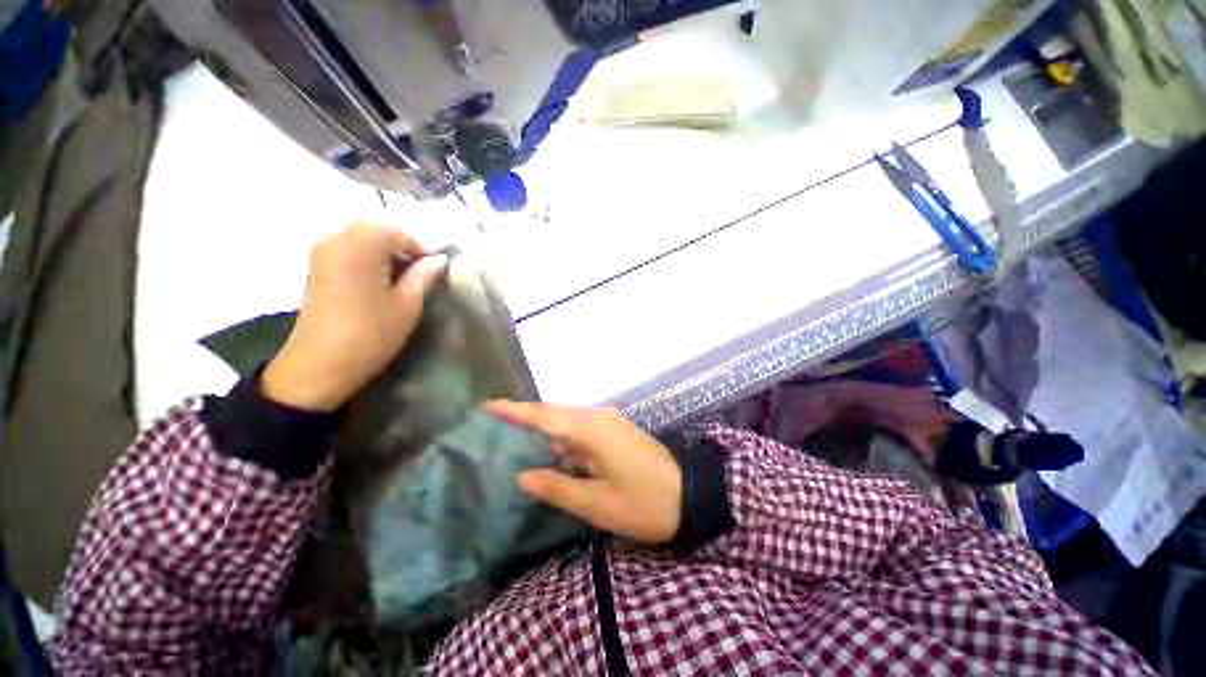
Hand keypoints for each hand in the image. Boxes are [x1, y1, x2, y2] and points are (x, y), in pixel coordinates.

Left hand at [262, 223, 447, 411]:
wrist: (320, 364)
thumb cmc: (370, 333)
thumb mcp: (408, 304)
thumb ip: (424, 275)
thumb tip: (439, 260)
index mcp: (361, 245)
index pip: (400, 233)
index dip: (421, 251)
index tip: (432, 274)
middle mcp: (337, 238)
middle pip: (378, 229)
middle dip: (403, 247)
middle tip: (418, 275)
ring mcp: (322, 251)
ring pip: (363, 237)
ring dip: (385, 252)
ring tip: (400, 280)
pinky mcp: (317, 265)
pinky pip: (349, 247)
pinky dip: (368, 257)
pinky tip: (378, 282)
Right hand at [486, 401, 682, 544]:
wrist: (690, 494)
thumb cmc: (644, 503)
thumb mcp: (598, 504)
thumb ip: (557, 487)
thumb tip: (522, 476)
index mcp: (592, 430)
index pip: (545, 416)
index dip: (515, 410)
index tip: (488, 406)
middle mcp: (599, 417)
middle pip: (555, 412)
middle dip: (526, 417)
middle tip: (494, 426)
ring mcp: (609, 422)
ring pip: (567, 420)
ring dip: (544, 428)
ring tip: (514, 439)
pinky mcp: (615, 431)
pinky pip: (581, 429)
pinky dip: (562, 438)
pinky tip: (550, 452)